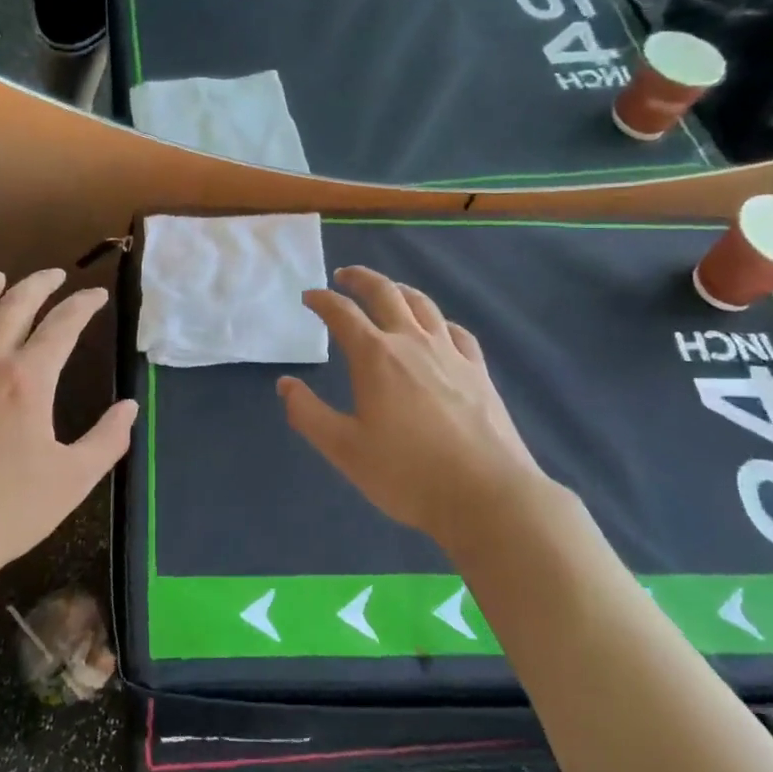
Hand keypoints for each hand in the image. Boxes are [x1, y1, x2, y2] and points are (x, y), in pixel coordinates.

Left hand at [0, 269, 137, 587]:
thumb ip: (107, 439)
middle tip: (55, 274)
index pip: (61, 326)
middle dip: (38, 284)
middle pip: (13, 307)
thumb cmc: (7, 512)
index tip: (97, 296)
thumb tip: (129, 408)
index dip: (83, 306)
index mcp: (27, 380)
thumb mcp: (73, 479)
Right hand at [278, 267, 567, 553]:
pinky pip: (455, 331)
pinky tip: (436, 330)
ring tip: (387, 291)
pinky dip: (437, 321)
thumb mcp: (343, 449)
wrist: (486, 495)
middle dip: (360, 279)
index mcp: (375, 357)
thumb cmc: (406, 473)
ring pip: (422, 305)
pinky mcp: (478, 370)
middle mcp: (412, 342)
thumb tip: (286, 384)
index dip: (321, 300)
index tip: (309, 297)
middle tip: (344, 276)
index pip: (342, 313)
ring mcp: (450, 353)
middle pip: (385, 293)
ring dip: (398, 290)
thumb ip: (308, 414)